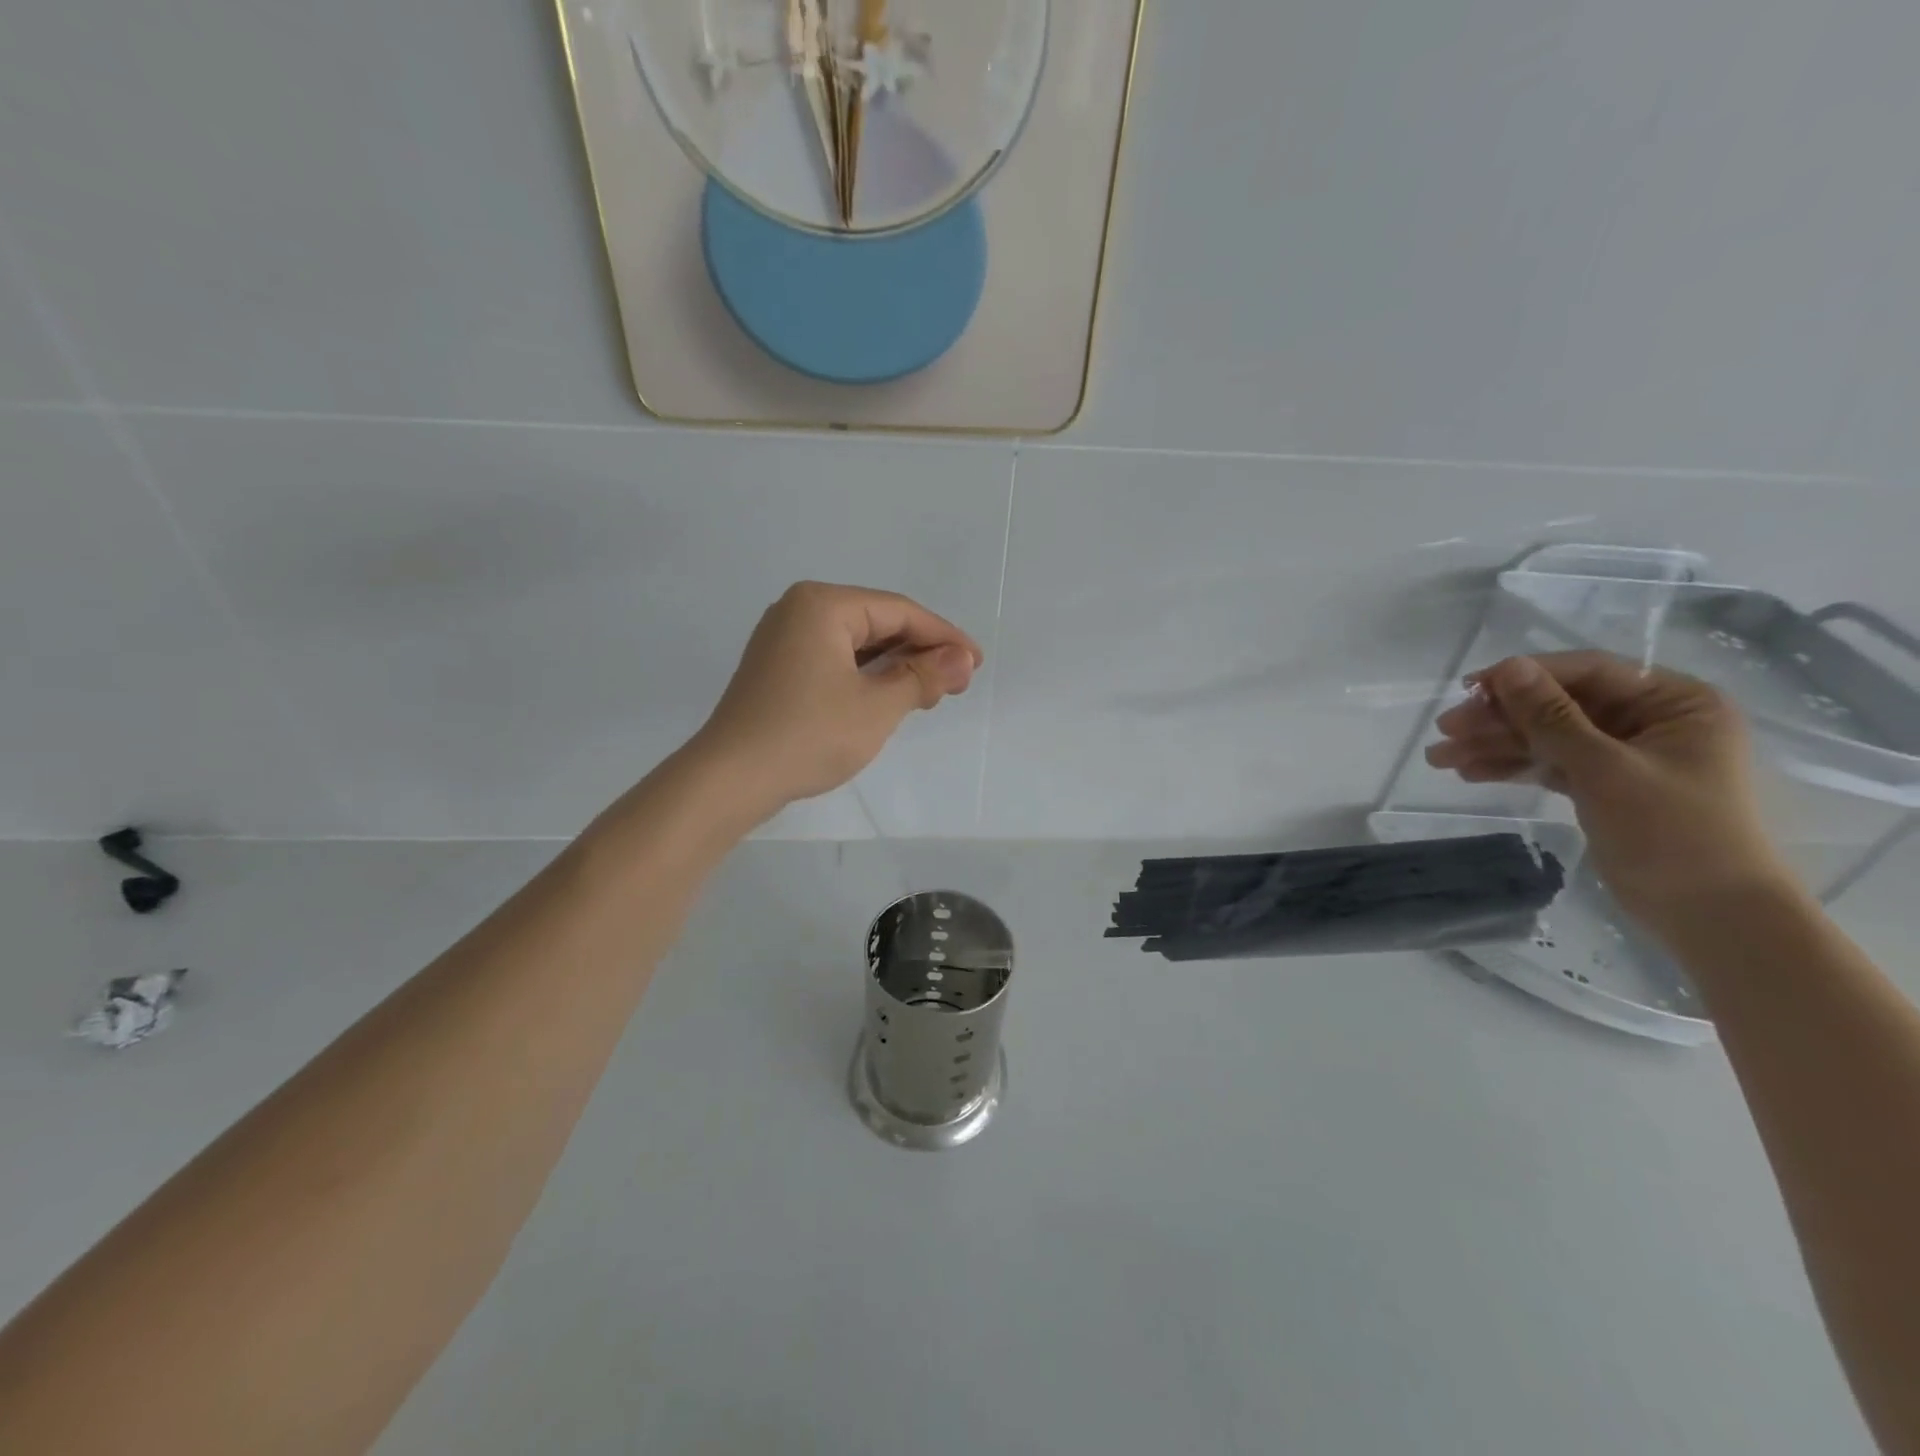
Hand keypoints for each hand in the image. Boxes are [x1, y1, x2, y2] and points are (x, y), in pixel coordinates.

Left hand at [690, 582, 980, 819]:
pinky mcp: (777, 668)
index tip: (976, 663)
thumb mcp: (877, 706)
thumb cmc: (809, 736)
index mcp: (823, 604)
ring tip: (929, 694)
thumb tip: (963, 659)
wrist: (730, 779)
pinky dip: (866, 676)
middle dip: (919, 652)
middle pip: (877, 622)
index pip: (899, 612)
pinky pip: (834, 659)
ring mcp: (783, 639)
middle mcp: (800, 610)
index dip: (943, 637)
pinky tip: (889, 697)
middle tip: (956, 684)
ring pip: (856, 643)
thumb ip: (923, 676)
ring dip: (895, 667)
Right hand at [1424, 652, 1796, 930]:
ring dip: (1494, 745)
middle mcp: (1651, 720)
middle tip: (1445, 731)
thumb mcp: (1605, 769)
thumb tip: (1508, 667)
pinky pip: (1549, 765)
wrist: (1712, 917)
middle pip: (1559, 705)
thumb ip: (1552, 717)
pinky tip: (1469, 772)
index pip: (1587, 672)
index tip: (1467, 690)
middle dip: (1499, 718)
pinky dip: (1512, 768)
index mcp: (1675, 702)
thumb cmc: (1673, 833)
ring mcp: (1625, 755)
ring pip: (1547, 737)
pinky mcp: (1604, 786)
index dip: (1525, 676)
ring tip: (1440, 758)